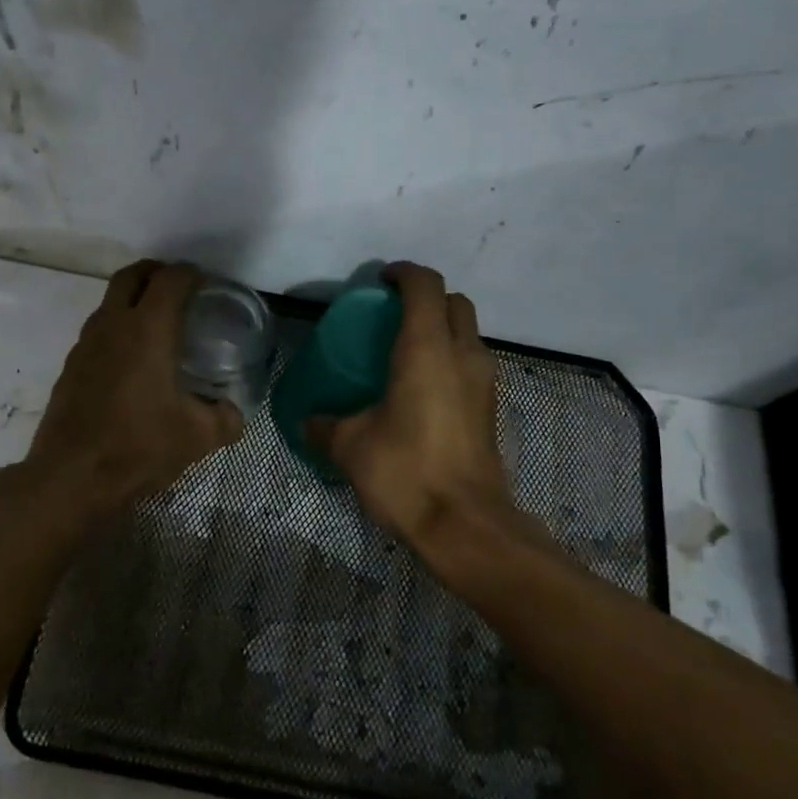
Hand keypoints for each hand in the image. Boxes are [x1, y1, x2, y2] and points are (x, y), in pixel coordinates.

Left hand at [21, 260, 243, 515]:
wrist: (71, 478)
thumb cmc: (138, 447)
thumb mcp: (197, 437)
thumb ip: (225, 419)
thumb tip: (235, 413)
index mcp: (147, 330)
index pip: (170, 279)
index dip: (191, 274)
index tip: (206, 284)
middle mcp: (112, 326)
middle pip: (132, 275)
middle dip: (156, 272)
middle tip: (179, 289)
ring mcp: (85, 345)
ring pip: (109, 302)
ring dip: (133, 300)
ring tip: (157, 325)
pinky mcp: (70, 367)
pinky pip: (97, 332)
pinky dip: (117, 330)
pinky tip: (131, 363)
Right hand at [308, 263, 516, 551]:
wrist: (466, 525)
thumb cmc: (406, 471)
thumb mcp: (350, 446)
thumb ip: (325, 424)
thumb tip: (308, 420)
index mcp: (427, 349)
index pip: (425, 285)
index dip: (403, 273)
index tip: (380, 281)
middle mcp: (463, 354)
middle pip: (454, 302)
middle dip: (425, 298)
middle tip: (391, 315)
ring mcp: (483, 381)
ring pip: (467, 333)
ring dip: (441, 329)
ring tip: (403, 352)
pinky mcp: (489, 408)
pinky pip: (470, 363)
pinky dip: (448, 359)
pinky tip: (420, 390)